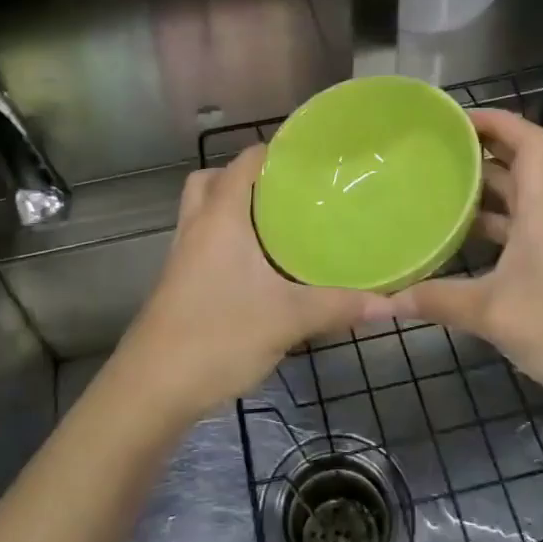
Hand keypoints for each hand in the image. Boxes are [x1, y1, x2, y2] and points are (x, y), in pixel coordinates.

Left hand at [115, 145, 386, 428]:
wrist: (152, 389)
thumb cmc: (218, 337)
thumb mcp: (288, 320)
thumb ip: (338, 306)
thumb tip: (390, 303)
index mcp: (220, 218)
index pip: (243, 163)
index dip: (273, 152)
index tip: (310, 158)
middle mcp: (196, 227)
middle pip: (211, 180)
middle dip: (245, 178)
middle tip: (286, 192)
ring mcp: (181, 256)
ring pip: (202, 212)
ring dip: (231, 209)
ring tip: (277, 225)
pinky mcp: (177, 283)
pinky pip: (202, 243)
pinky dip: (225, 241)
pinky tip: (257, 269)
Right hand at [390, 108, 542, 418]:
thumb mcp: (492, 313)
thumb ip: (435, 301)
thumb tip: (381, 300)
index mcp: (542, 209)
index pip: (529, 141)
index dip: (496, 120)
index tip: (453, 120)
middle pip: (519, 166)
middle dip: (479, 152)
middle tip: (431, 151)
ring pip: (515, 203)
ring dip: (480, 192)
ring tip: (433, 189)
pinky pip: (514, 234)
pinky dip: (486, 229)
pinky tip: (455, 244)